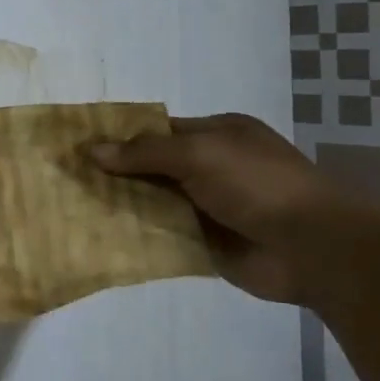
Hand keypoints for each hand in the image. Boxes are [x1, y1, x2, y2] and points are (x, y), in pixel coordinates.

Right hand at [90, 114, 356, 304]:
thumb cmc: (258, 184)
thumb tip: (92, 150)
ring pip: (153, 203)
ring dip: (122, 206)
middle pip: (152, 168)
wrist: (312, 248)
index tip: (80, 148)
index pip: (158, 131)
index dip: (121, 138)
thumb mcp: (199, 154)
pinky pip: (162, 237)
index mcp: (217, 135)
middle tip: (67, 181)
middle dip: (116, 174)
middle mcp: (211, 168)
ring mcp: (208, 208)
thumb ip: (145, 152)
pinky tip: (100, 239)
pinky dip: (136, 238)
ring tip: (72, 209)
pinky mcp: (205, 245)